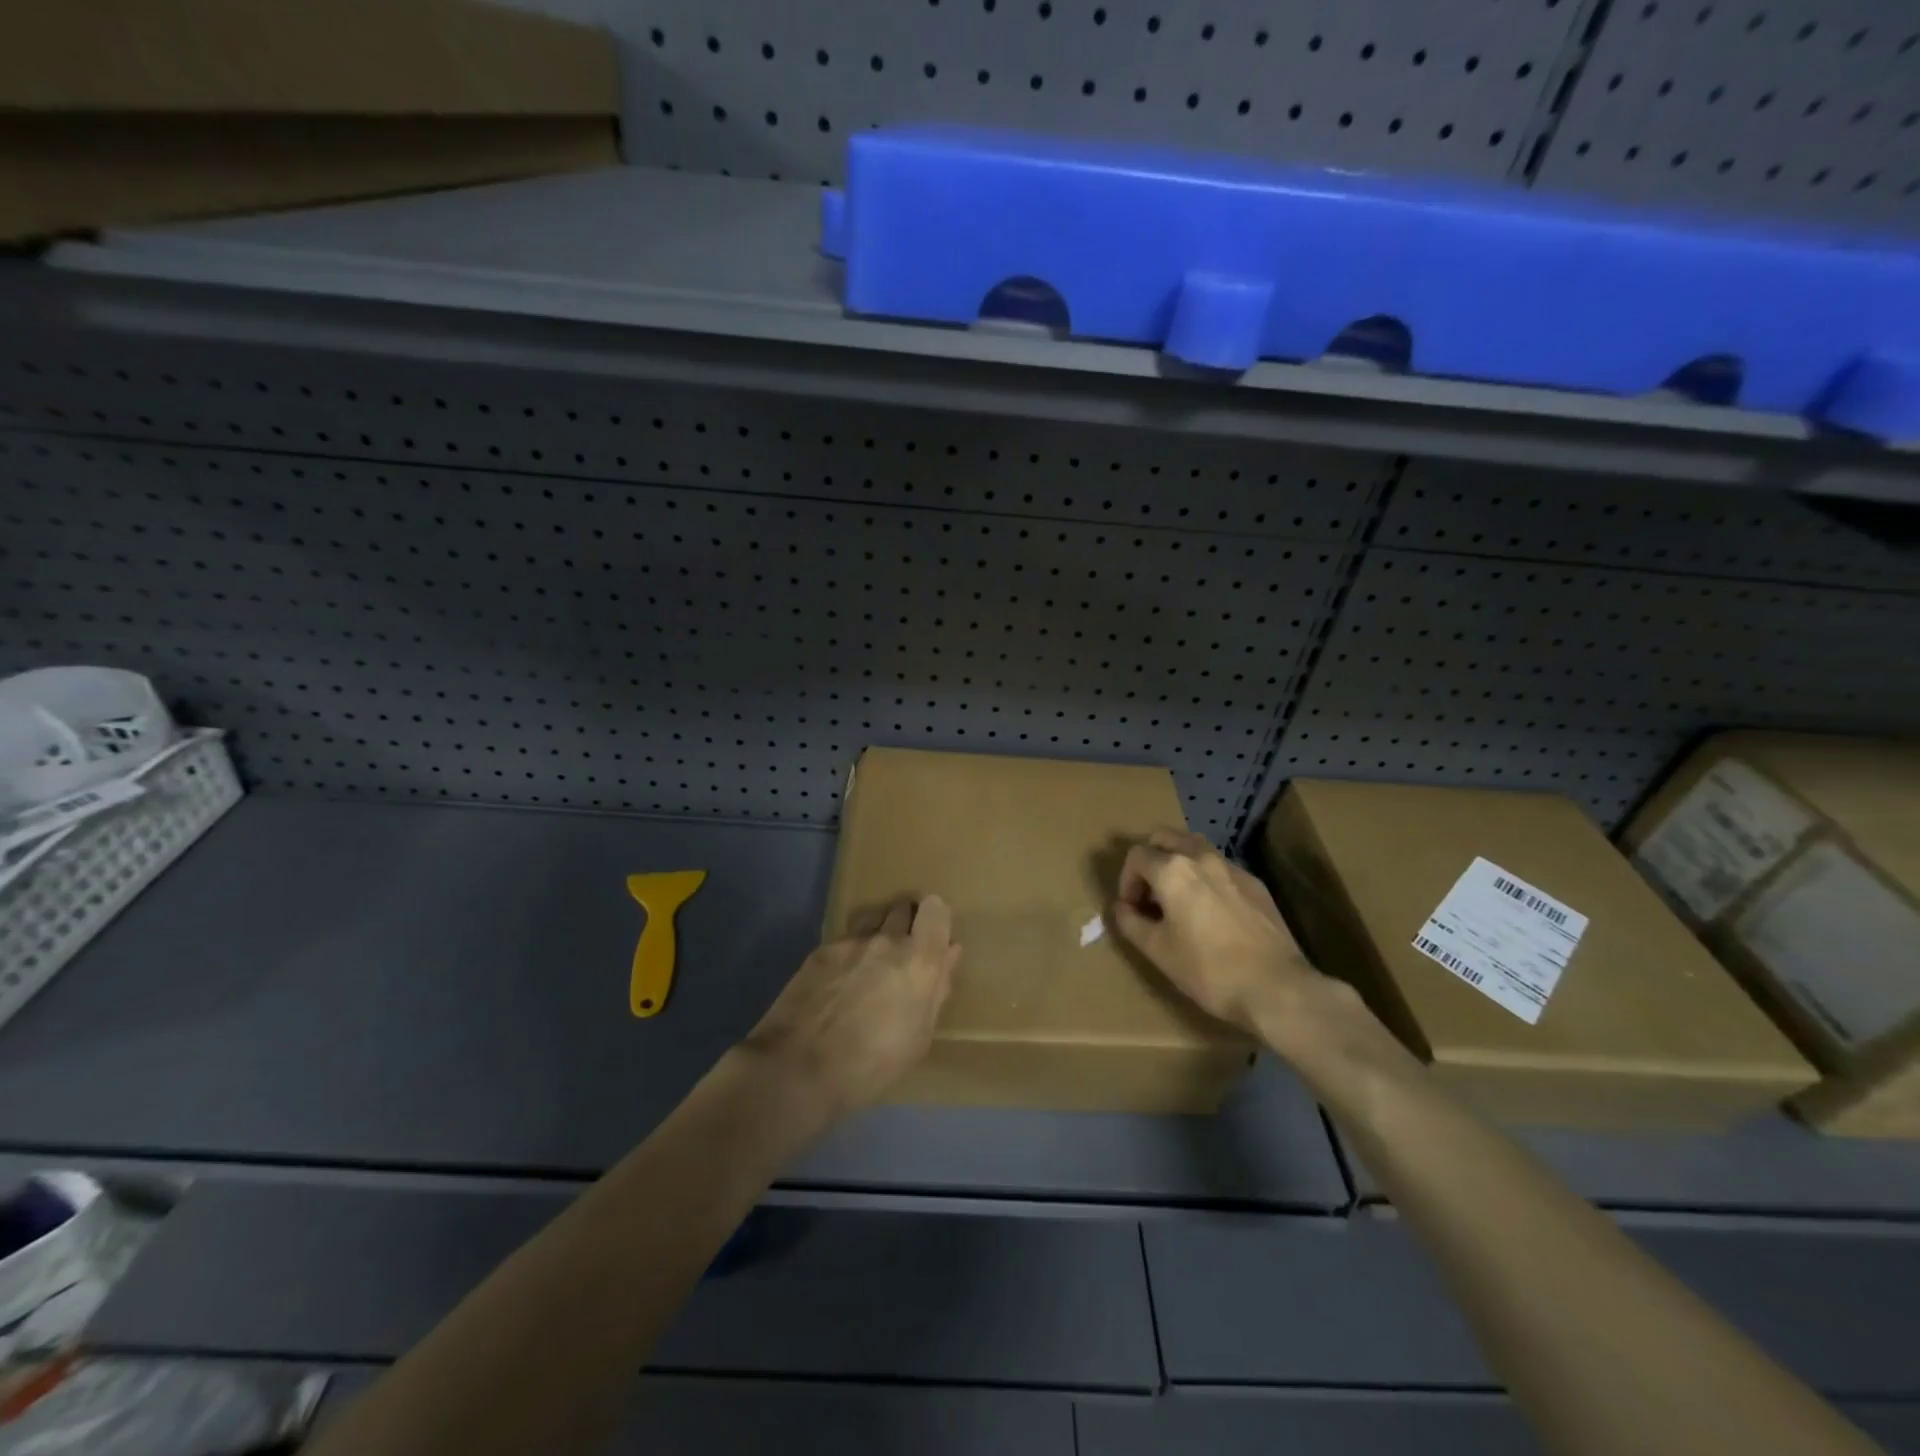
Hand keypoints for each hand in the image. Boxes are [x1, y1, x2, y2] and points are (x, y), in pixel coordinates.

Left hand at [741, 896, 961, 1118]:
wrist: (799, 1068)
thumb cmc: (872, 1064)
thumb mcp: (919, 1037)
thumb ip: (937, 988)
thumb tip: (950, 953)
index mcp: (920, 960)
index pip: (936, 909)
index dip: (936, 918)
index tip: (933, 937)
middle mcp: (888, 939)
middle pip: (903, 908)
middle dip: (907, 921)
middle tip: (903, 952)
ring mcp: (850, 941)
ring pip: (873, 916)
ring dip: (878, 930)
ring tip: (872, 960)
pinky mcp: (820, 950)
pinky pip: (845, 938)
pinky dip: (850, 950)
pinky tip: (840, 978)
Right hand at [1112, 828, 1320, 1035]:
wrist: (1276, 987)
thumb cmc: (1208, 969)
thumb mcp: (1157, 951)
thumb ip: (1131, 922)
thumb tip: (1122, 908)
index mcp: (1172, 869)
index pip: (1136, 856)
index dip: (1126, 881)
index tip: (1132, 910)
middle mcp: (1201, 857)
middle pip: (1165, 838)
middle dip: (1150, 860)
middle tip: (1150, 895)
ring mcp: (1232, 867)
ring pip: (1195, 847)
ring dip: (1178, 863)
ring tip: (1178, 899)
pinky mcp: (1255, 883)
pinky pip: (1220, 867)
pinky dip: (1205, 877)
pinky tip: (1211, 912)